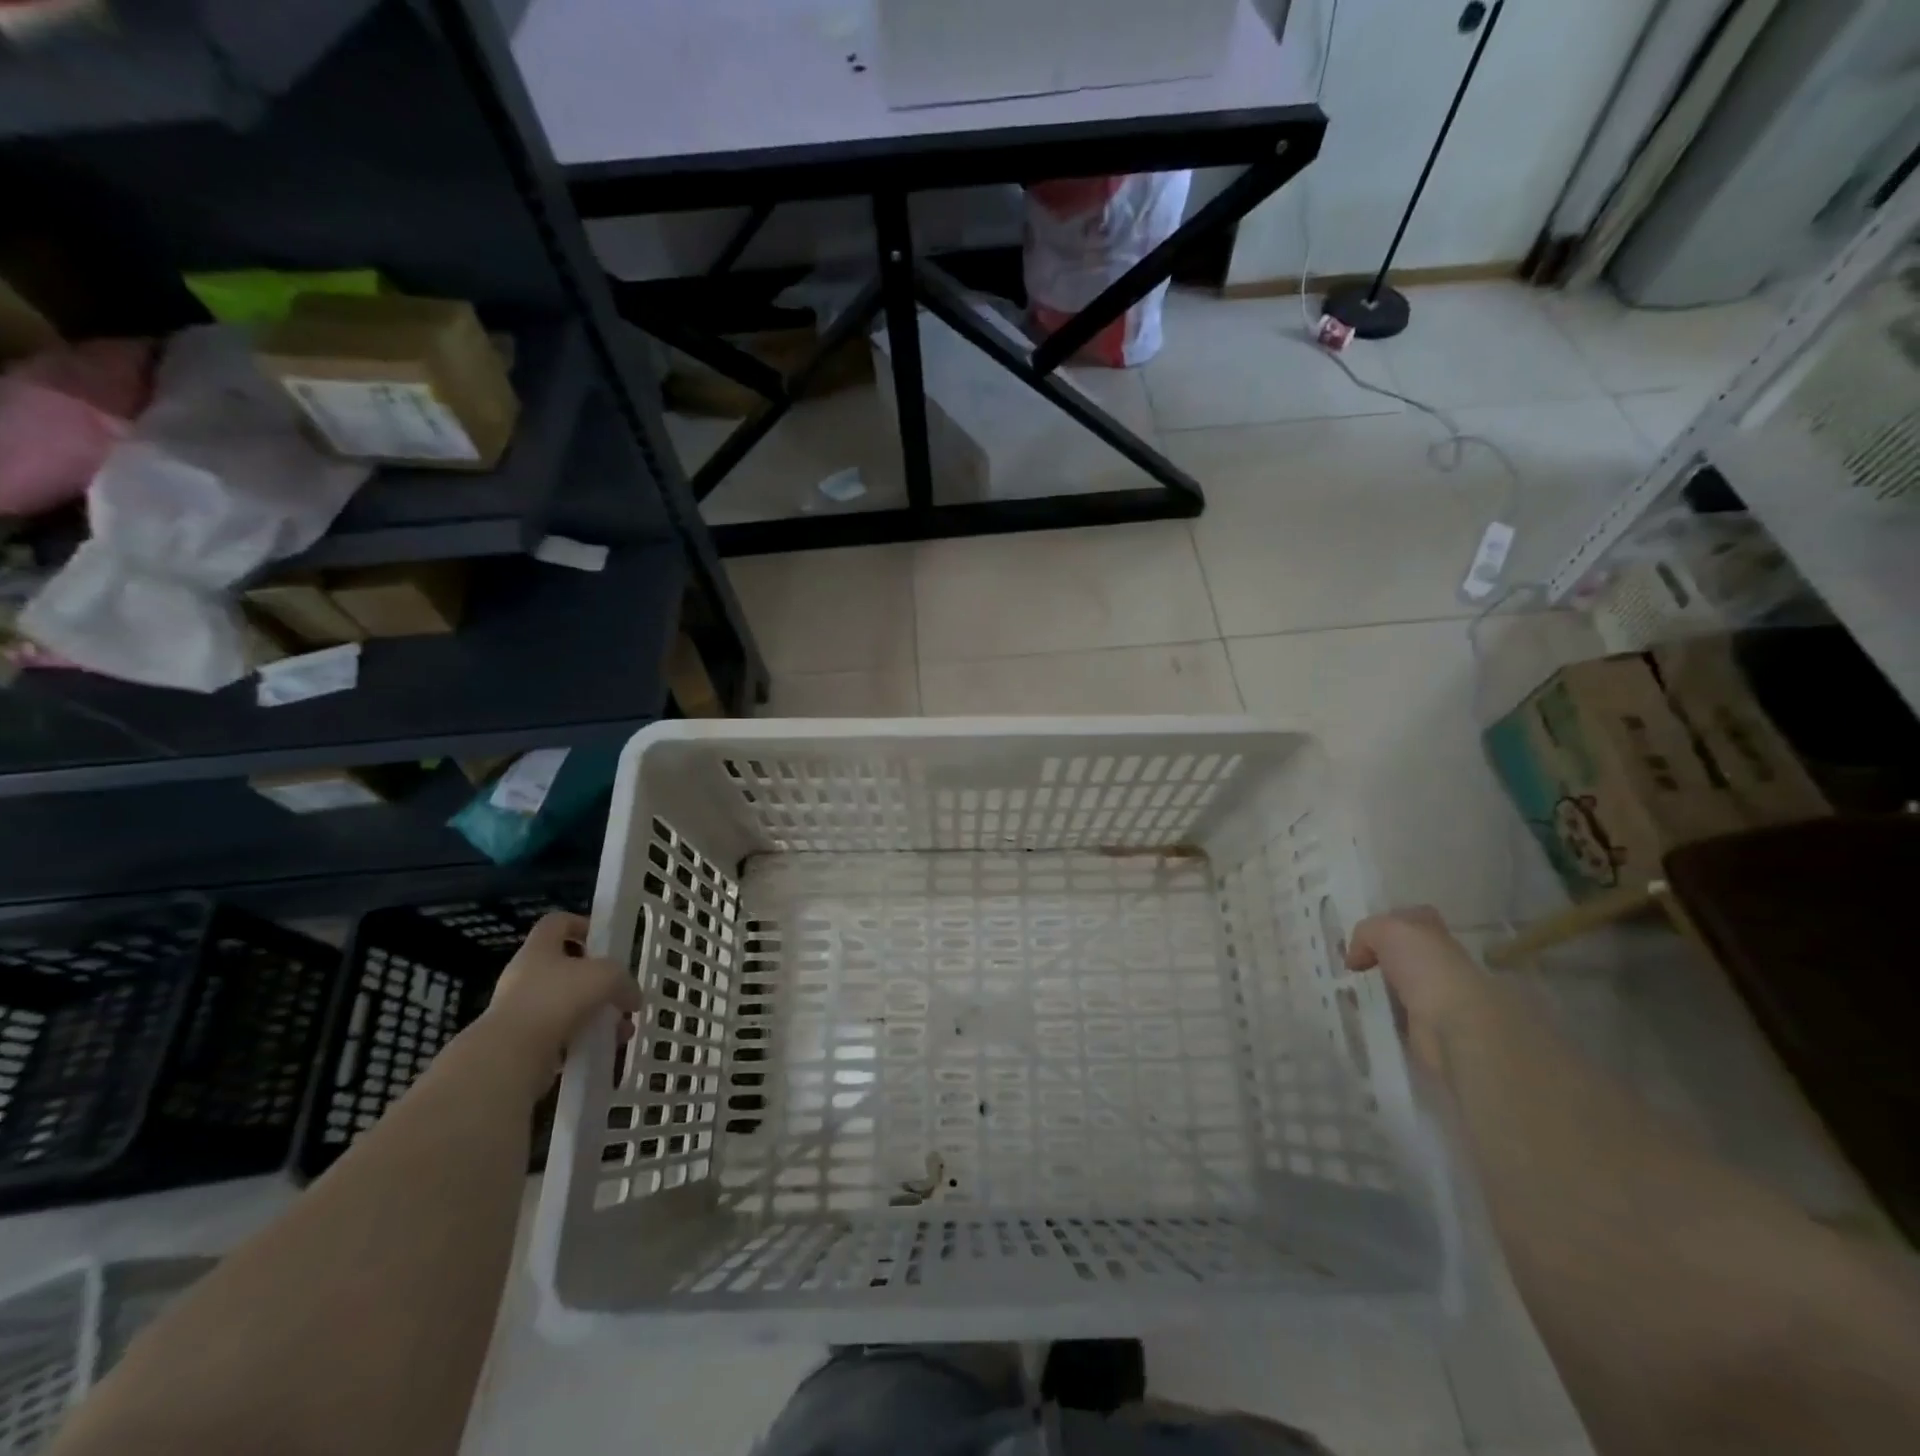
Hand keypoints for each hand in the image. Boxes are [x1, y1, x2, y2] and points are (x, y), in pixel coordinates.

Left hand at [476, 913, 639, 1088]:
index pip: (557, 922)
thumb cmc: (557, 999)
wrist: (510, 1057)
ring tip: (621, 1030)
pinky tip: (603, 1049)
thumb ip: (624, 981)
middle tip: (618, 992)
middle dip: (597, 981)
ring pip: (566, 1005)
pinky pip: (560, 1035)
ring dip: (596, 1014)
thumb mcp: (606, 976)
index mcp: (539, 949)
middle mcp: (525, 976)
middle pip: (565, 968)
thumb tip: (633, 998)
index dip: (581, 924)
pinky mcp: (521, 1043)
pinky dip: (583, 1040)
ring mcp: (521, 1011)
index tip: (604, 941)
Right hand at [1345, 906, 1488, 1072]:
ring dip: (1373, 990)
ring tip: (1347, 991)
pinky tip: (1359, 1013)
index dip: (1388, 923)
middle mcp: (1439, 966)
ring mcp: (1434, 1000)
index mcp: (1438, 937)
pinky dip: (1376, 1016)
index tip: (1363, 937)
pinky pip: (1392, 1018)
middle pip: (1402, 956)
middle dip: (1375, 960)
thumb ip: (1367, 932)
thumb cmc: (1426, 968)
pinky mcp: (1425, 1031)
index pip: (1414, 920)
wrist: (1453, 1027)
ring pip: (1395, 988)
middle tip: (1349, 966)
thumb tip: (1357, 958)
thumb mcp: (1388, 930)